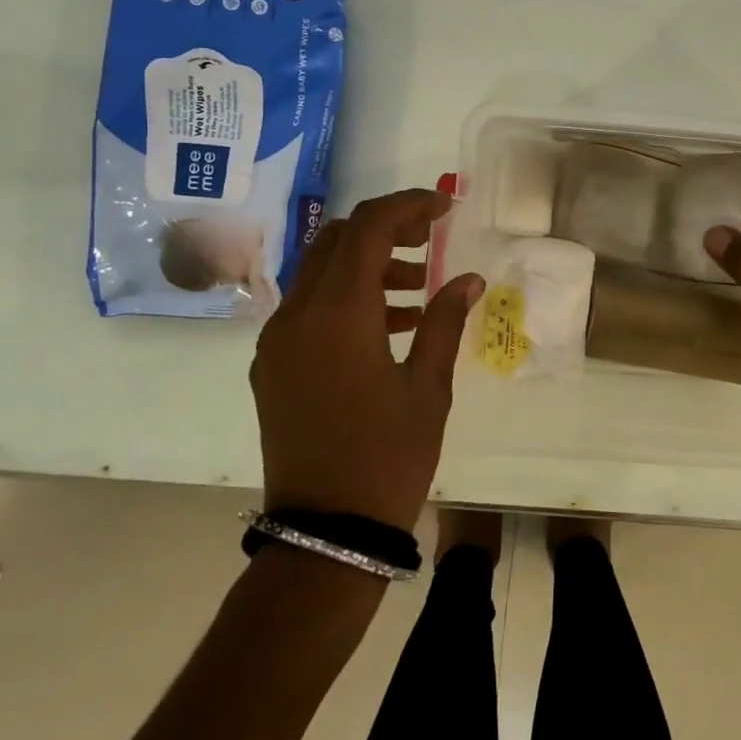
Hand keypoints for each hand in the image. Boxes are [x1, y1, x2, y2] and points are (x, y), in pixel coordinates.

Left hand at [251, 188, 482, 531]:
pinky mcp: (271, 366)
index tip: (445, 208)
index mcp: (339, 314)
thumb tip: (469, 278)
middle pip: (337, 239)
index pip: (369, 227)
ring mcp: (277, 341)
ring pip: (320, 271)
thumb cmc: (388, 457)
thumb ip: (445, 321)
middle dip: (385, 228)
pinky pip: (308, 308)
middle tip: (430, 240)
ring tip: (416, 287)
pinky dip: (346, 297)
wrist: (325, 533)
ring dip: (367, 262)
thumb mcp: (428, 387)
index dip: (409, 206)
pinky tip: (387, 324)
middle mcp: (297, 315)